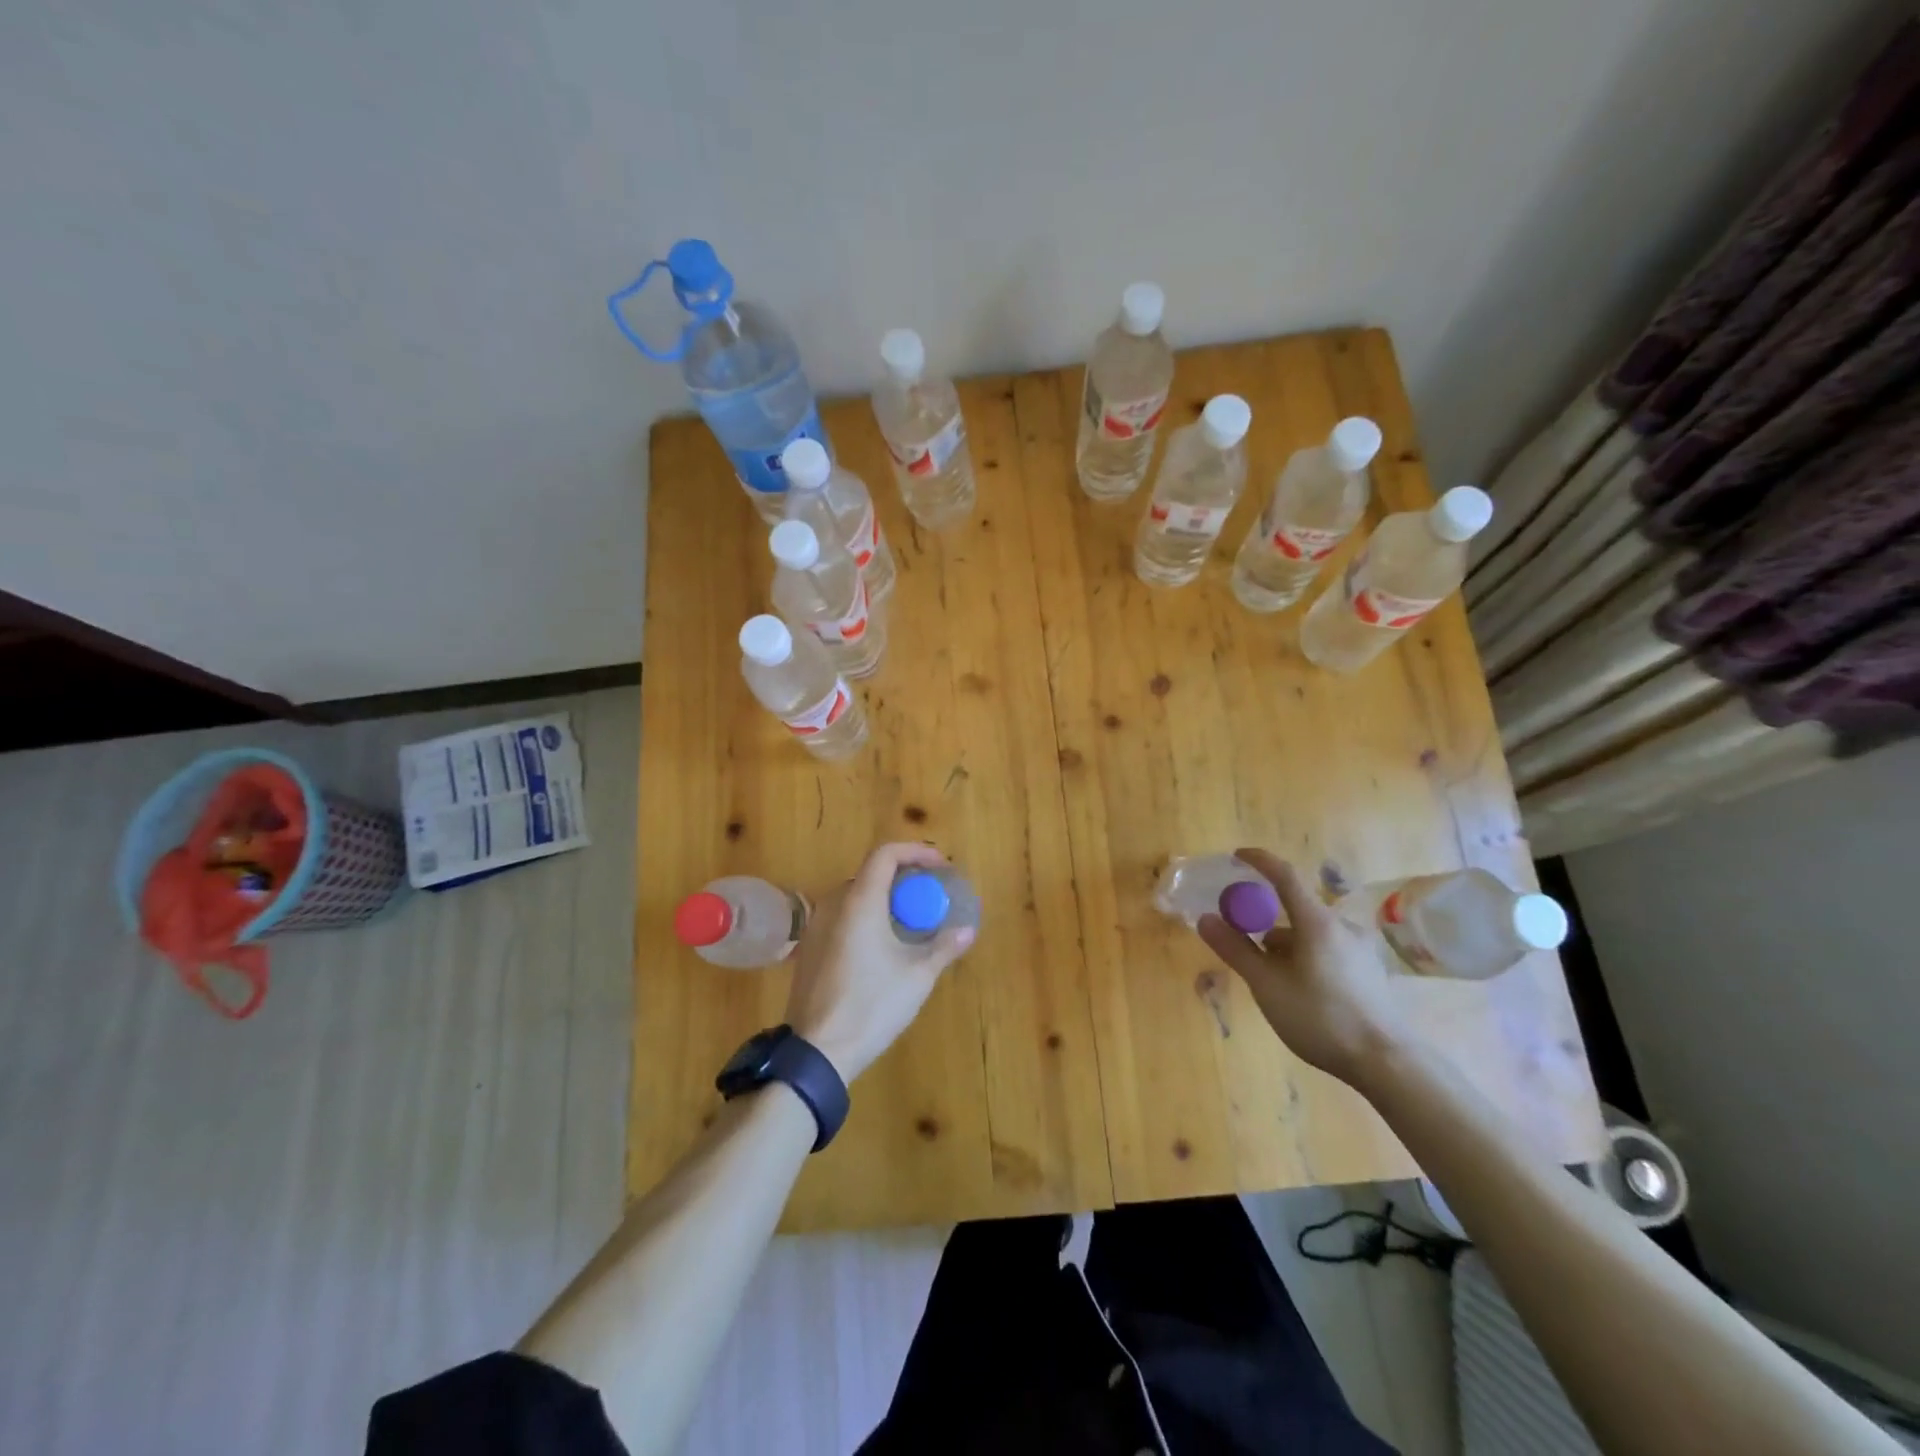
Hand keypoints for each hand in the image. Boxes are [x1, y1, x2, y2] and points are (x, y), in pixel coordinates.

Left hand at [785, 843, 975, 1083]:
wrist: (817, 1051)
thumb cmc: (872, 1005)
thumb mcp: (917, 976)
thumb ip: (944, 947)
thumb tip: (967, 930)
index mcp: (860, 901)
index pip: (886, 854)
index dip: (916, 852)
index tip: (940, 867)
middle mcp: (833, 904)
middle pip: (871, 873)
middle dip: (904, 878)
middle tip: (930, 897)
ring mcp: (816, 927)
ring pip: (855, 896)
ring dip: (885, 899)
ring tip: (911, 921)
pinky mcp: (809, 949)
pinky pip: (842, 917)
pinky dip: (866, 917)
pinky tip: (883, 946)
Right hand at [1197, 848, 1411, 1087]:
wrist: (1387, 1063)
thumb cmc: (1321, 1018)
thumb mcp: (1267, 985)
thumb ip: (1235, 949)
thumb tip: (1206, 919)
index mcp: (1318, 922)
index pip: (1285, 875)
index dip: (1260, 861)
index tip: (1237, 857)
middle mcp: (1342, 927)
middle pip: (1295, 910)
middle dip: (1266, 922)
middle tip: (1244, 943)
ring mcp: (1360, 949)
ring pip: (1311, 933)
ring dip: (1285, 945)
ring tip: (1269, 979)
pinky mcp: (1369, 971)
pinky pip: (1327, 949)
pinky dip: (1304, 957)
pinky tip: (1299, 991)